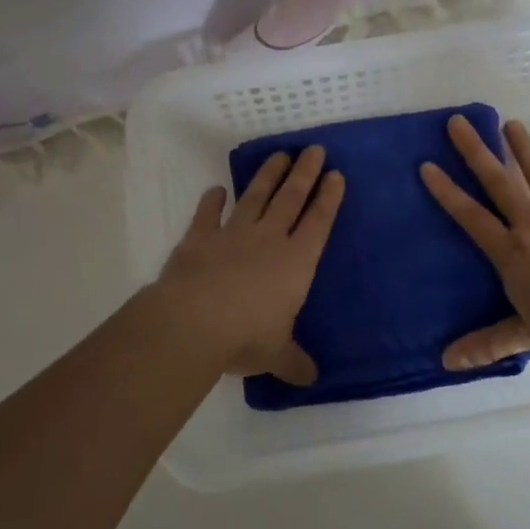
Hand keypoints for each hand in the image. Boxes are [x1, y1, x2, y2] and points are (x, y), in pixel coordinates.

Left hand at [157, 145, 344, 382]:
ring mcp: (233, 235)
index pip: (318, 223)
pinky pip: (208, 214)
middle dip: (305, 173)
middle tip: (314, 149)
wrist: (193, 322)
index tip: (336, 174)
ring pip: (255, 197)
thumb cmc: (246, 336)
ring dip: (268, 175)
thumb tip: (311, 380)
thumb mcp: (276, 354)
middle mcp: (269, 240)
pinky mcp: (199, 238)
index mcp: (296, 263)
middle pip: (291, 198)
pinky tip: (216, 190)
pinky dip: (212, 201)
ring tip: (279, 155)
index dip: (329, 198)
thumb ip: (294, 362)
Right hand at [421, 116, 529, 368]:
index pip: (471, 217)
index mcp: (512, 252)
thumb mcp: (527, 334)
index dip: (448, 192)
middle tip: (457, 122)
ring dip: (522, 147)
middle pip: (499, 182)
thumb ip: (488, 344)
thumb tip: (446, 363)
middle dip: (476, 152)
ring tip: (509, 123)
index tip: (428, 165)